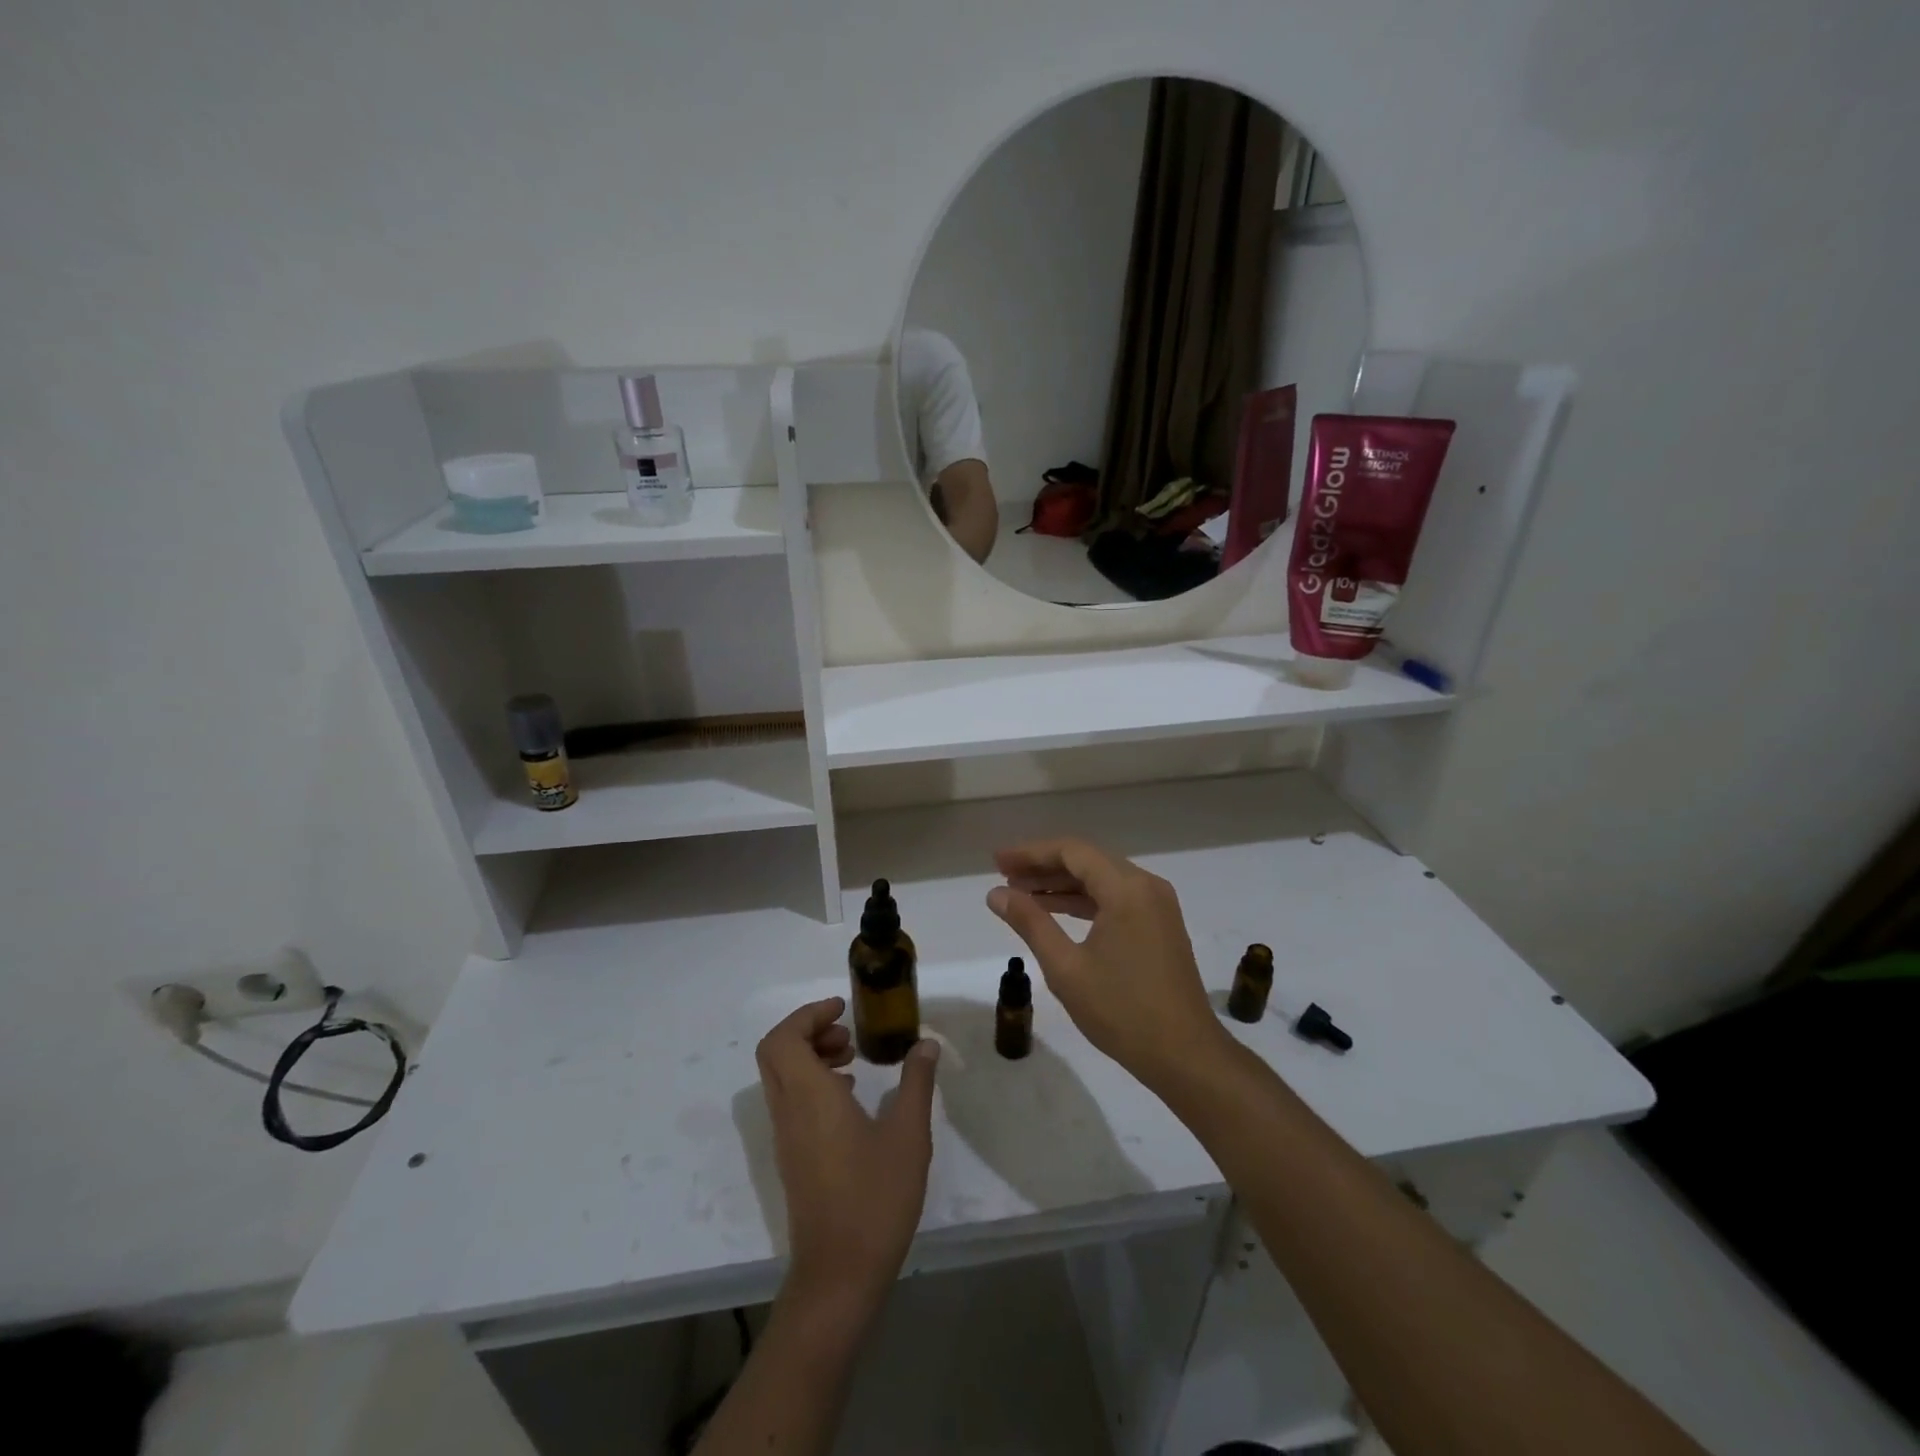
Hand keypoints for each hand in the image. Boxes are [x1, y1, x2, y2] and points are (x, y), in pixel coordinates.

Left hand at [755, 997, 939, 1315]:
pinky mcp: (792, 1159)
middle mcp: (788, 1111)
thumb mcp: (909, 1134)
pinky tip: (851, 1100)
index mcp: (809, 1097)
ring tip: (854, 1063)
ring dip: (810, 1057)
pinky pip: (790, 1102)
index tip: (843, 1010)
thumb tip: (924, 1044)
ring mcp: (786, 1138)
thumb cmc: (875, 1198)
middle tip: (848, 1035)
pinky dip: (812, 1084)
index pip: (783, 1038)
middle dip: (808, 1031)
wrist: (839, 1275)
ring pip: (781, 1078)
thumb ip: (915, 1083)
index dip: (808, 1015)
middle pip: (775, 1052)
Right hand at [986, 838, 1226, 1085]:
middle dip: (1043, 866)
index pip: (1071, 852)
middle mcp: (1146, 886)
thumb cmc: (1122, 1011)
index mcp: (1126, 889)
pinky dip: (1084, 901)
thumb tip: (996, 893)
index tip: (997, 862)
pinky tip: (1055, 911)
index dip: (1030, 853)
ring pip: (1101, 879)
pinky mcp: (1160, 925)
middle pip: (1087, 861)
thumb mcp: (1066, 967)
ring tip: (1020, 894)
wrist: (1185, 1055)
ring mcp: (1157, 905)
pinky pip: (1116, 898)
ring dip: (1061, 884)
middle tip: (1002, 876)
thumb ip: (1030, 922)